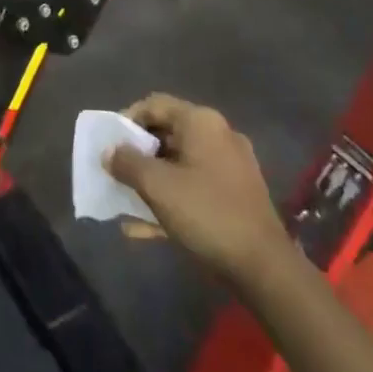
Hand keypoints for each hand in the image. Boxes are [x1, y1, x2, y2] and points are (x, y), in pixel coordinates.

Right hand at [107, 94, 289, 286]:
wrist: (263, 266)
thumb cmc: (206, 213)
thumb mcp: (158, 186)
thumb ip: (127, 163)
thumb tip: (109, 152)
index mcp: (201, 122)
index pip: (155, 104)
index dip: (127, 119)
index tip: (109, 144)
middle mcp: (217, 135)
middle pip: (167, 133)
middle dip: (137, 154)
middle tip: (115, 172)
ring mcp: (229, 166)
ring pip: (179, 163)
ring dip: (151, 180)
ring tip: (126, 201)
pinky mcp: (235, 194)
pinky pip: (194, 186)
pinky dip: (171, 198)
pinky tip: (146, 227)